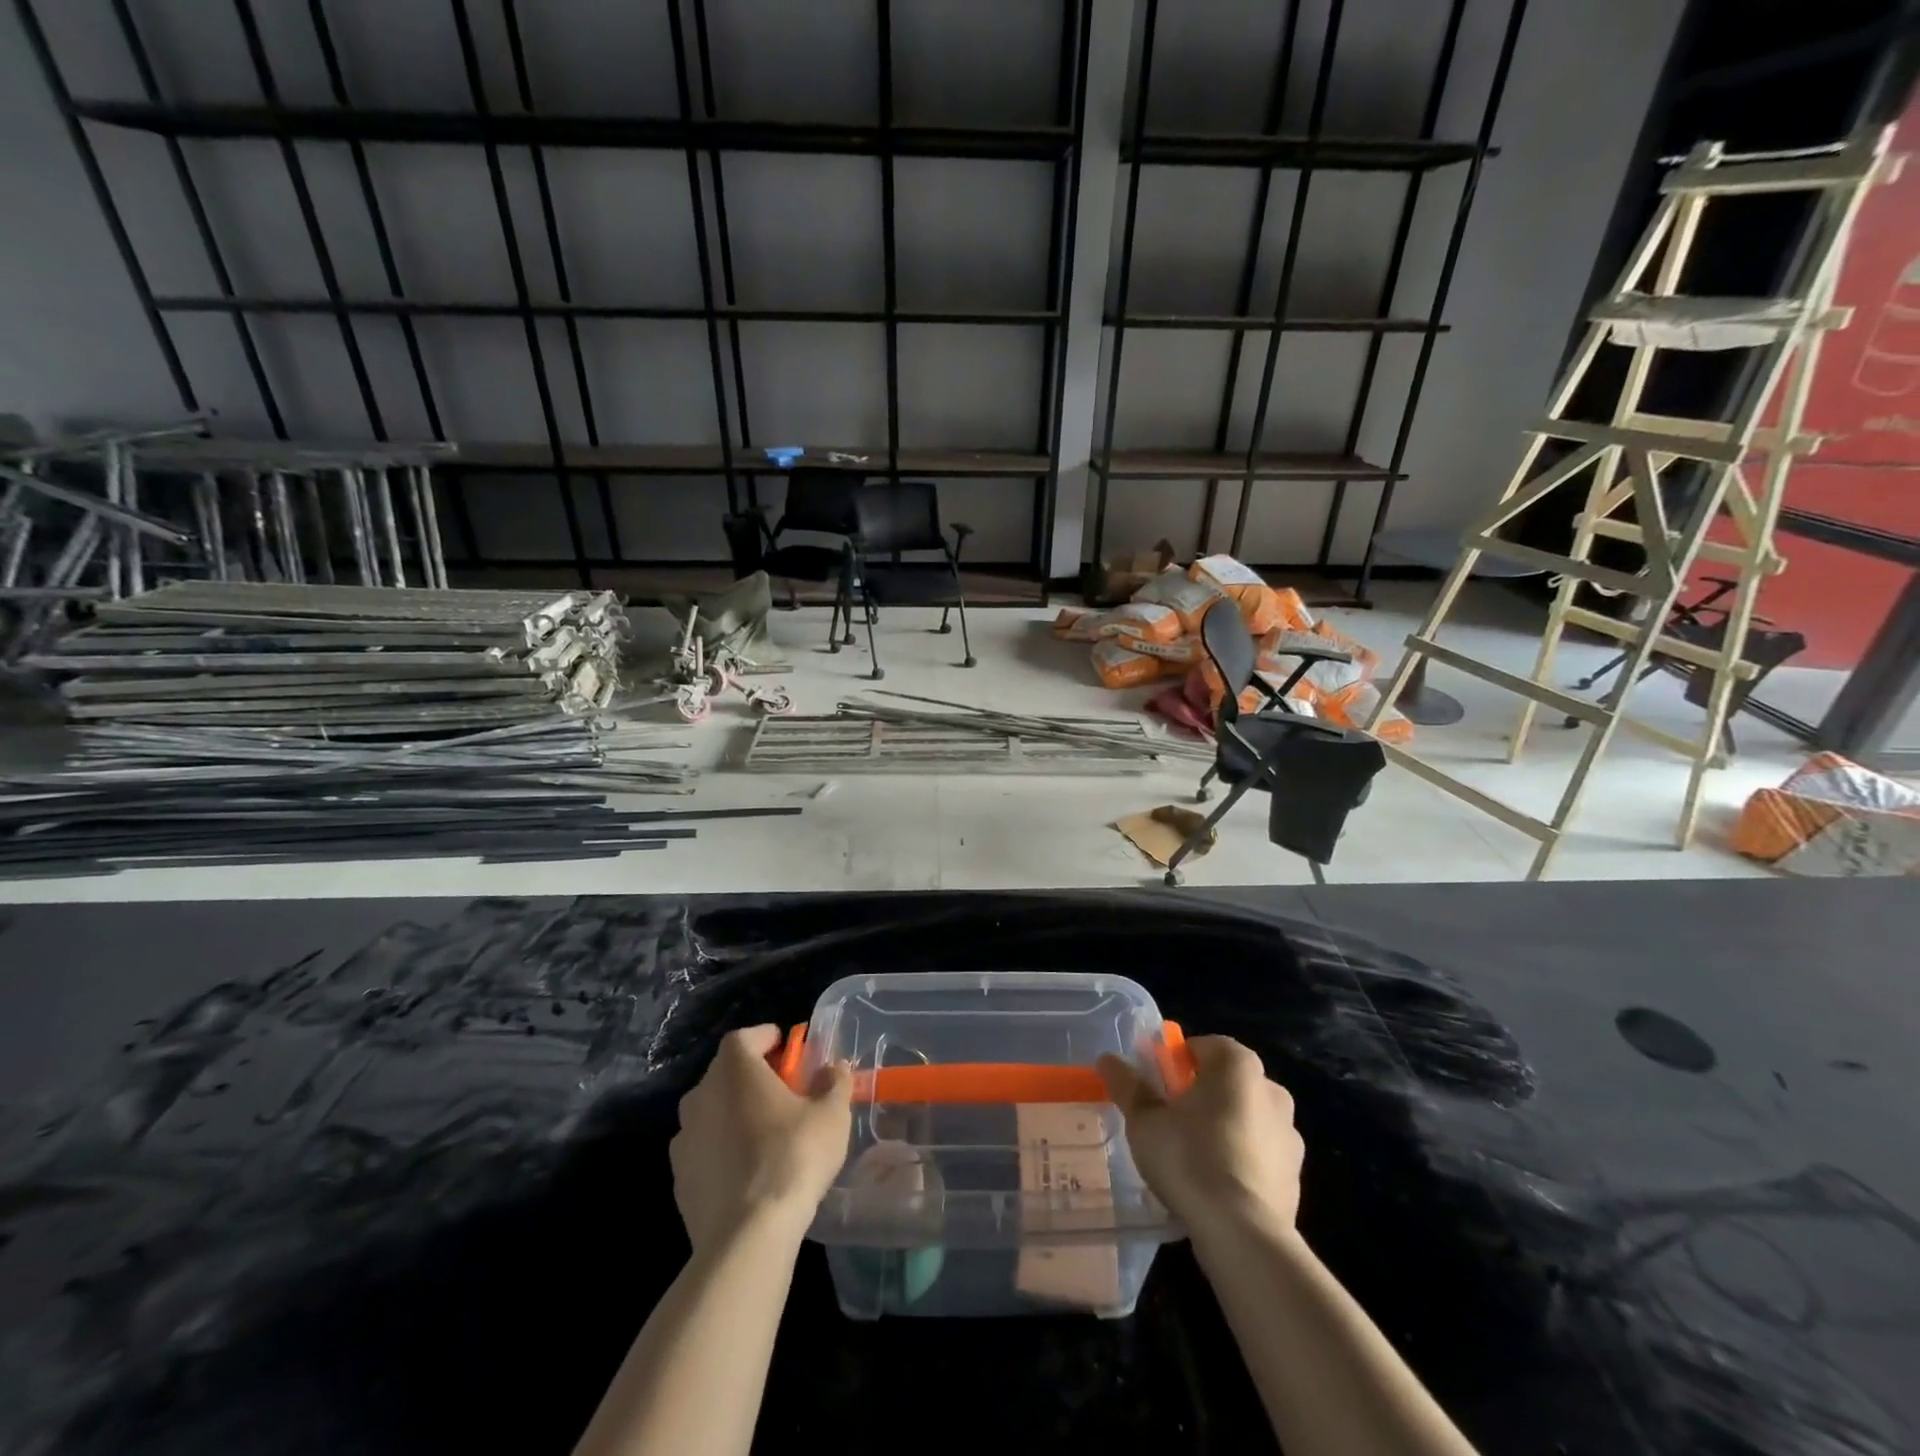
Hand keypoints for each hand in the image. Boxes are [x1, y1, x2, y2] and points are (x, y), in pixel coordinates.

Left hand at [671, 1025, 852, 1252]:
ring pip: (713, 1111)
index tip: (788, 1051)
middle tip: (784, 1092)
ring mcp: (684, 1138)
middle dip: (753, 1077)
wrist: (746, 1236)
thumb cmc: (793, 1157)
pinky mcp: (678, 1178)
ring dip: (735, 1114)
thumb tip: (833, 1068)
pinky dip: (723, 1150)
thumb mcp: (831, 1115)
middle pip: (727, 1073)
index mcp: (734, 1069)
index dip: (767, 1039)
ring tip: (766, 1134)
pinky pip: (704, 1149)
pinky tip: (748, 1171)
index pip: (745, 1037)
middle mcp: (700, 1094)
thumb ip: (834, 1082)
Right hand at [1097, 1035, 1303, 1238]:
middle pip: (1225, 1081)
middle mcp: (1271, 1089)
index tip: (1156, 1090)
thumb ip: (1127, 1085)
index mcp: (1237, 1065)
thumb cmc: (1189, 1158)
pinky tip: (1216, 1186)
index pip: (1202, 1046)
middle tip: (1169, 1122)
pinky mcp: (1296, 1175)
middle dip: (1200, 1095)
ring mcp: (1290, 1134)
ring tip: (1192, 1159)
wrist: (1243, 1234)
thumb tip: (1107, 1060)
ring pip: (1245, 1117)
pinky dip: (1240, 1159)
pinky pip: (1259, 1154)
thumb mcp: (1144, 1120)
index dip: (1175, 1063)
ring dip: (1222, 1127)